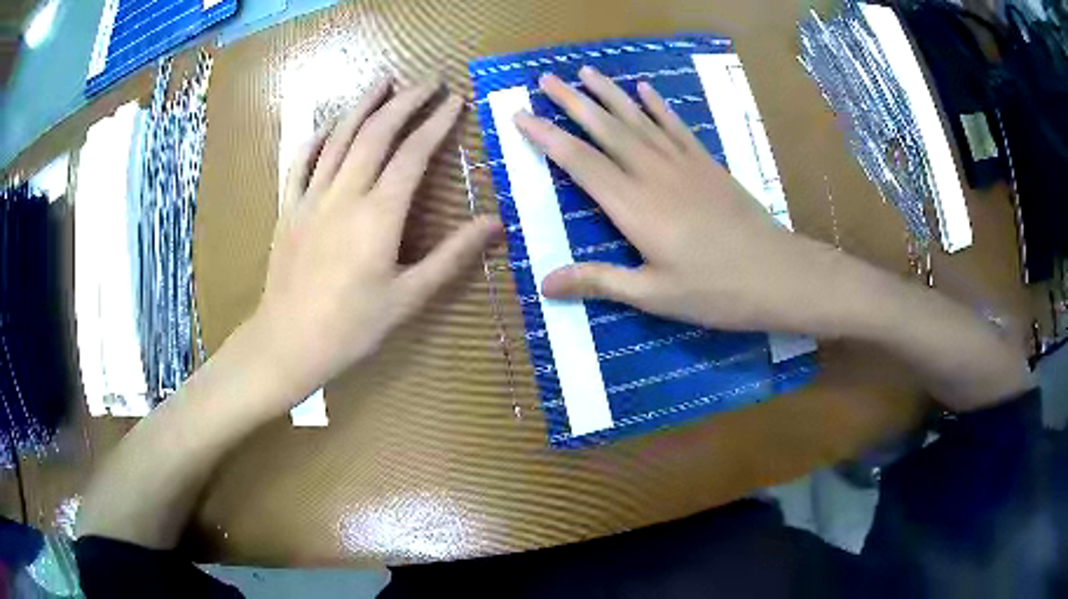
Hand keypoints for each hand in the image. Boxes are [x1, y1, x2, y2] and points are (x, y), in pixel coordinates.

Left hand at [250, 78, 501, 404]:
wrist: (289, 342)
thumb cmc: (352, 326)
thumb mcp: (410, 297)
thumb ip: (453, 256)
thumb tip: (496, 223)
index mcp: (379, 215)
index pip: (413, 154)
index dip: (436, 123)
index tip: (455, 100)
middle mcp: (345, 194)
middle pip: (377, 134)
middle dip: (405, 102)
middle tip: (428, 80)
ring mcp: (311, 198)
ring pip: (339, 138)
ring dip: (363, 105)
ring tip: (384, 81)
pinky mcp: (289, 209)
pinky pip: (301, 162)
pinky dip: (317, 137)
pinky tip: (329, 124)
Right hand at [514, 67, 834, 334]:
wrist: (776, 274)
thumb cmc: (713, 290)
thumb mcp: (652, 295)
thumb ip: (598, 281)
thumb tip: (544, 283)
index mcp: (633, 206)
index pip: (579, 163)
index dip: (547, 137)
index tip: (521, 115)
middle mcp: (652, 174)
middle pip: (605, 130)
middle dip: (572, 102)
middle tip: (546, 78)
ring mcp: (682, 163)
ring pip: (637, 120)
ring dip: (609, 94)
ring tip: (586, 72)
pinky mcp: (706, 163)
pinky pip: (675, 126)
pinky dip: (657, 106)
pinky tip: (644, 89)